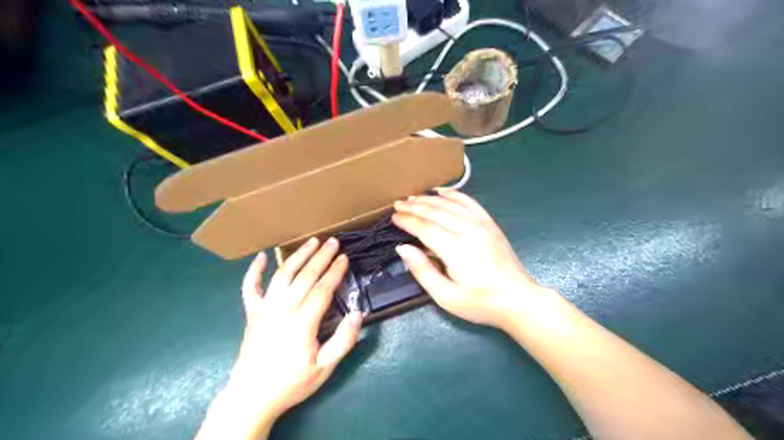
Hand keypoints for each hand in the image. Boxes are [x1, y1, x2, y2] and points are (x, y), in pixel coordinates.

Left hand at [200, 239, 364, 438]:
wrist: (251, 397)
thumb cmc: (292, 382)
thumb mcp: (324, 368)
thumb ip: (343, 341)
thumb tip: (358, 314)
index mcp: (303, 322)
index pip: (322, 288)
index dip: (335, 271)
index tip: (345, 257)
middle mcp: (283, 308)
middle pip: (305, 275)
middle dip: (321, 256)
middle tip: (334, 241)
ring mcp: (264, 308)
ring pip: (283, 274)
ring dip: (298, 255)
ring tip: (311, 242)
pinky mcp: (251, 313)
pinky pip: (250, 287)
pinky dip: (254, 270)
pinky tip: (261, 257)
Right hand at [395, 187, 541, 329]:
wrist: (518, 299)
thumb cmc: (480, 303)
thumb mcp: (446, 297)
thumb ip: (422, 271)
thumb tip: (403, 248)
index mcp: (456, 250)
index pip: (425, 228)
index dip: (408, 221)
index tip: (393, 218)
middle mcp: (469, 230)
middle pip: (436, 212)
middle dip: (414, 207)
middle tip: (397, 205)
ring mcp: (482, 224)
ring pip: (450, 204)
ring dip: (429, 199)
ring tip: (412, 197)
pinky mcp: (490, 223)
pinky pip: (469, 202)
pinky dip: (454, 194)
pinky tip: (441, 191)